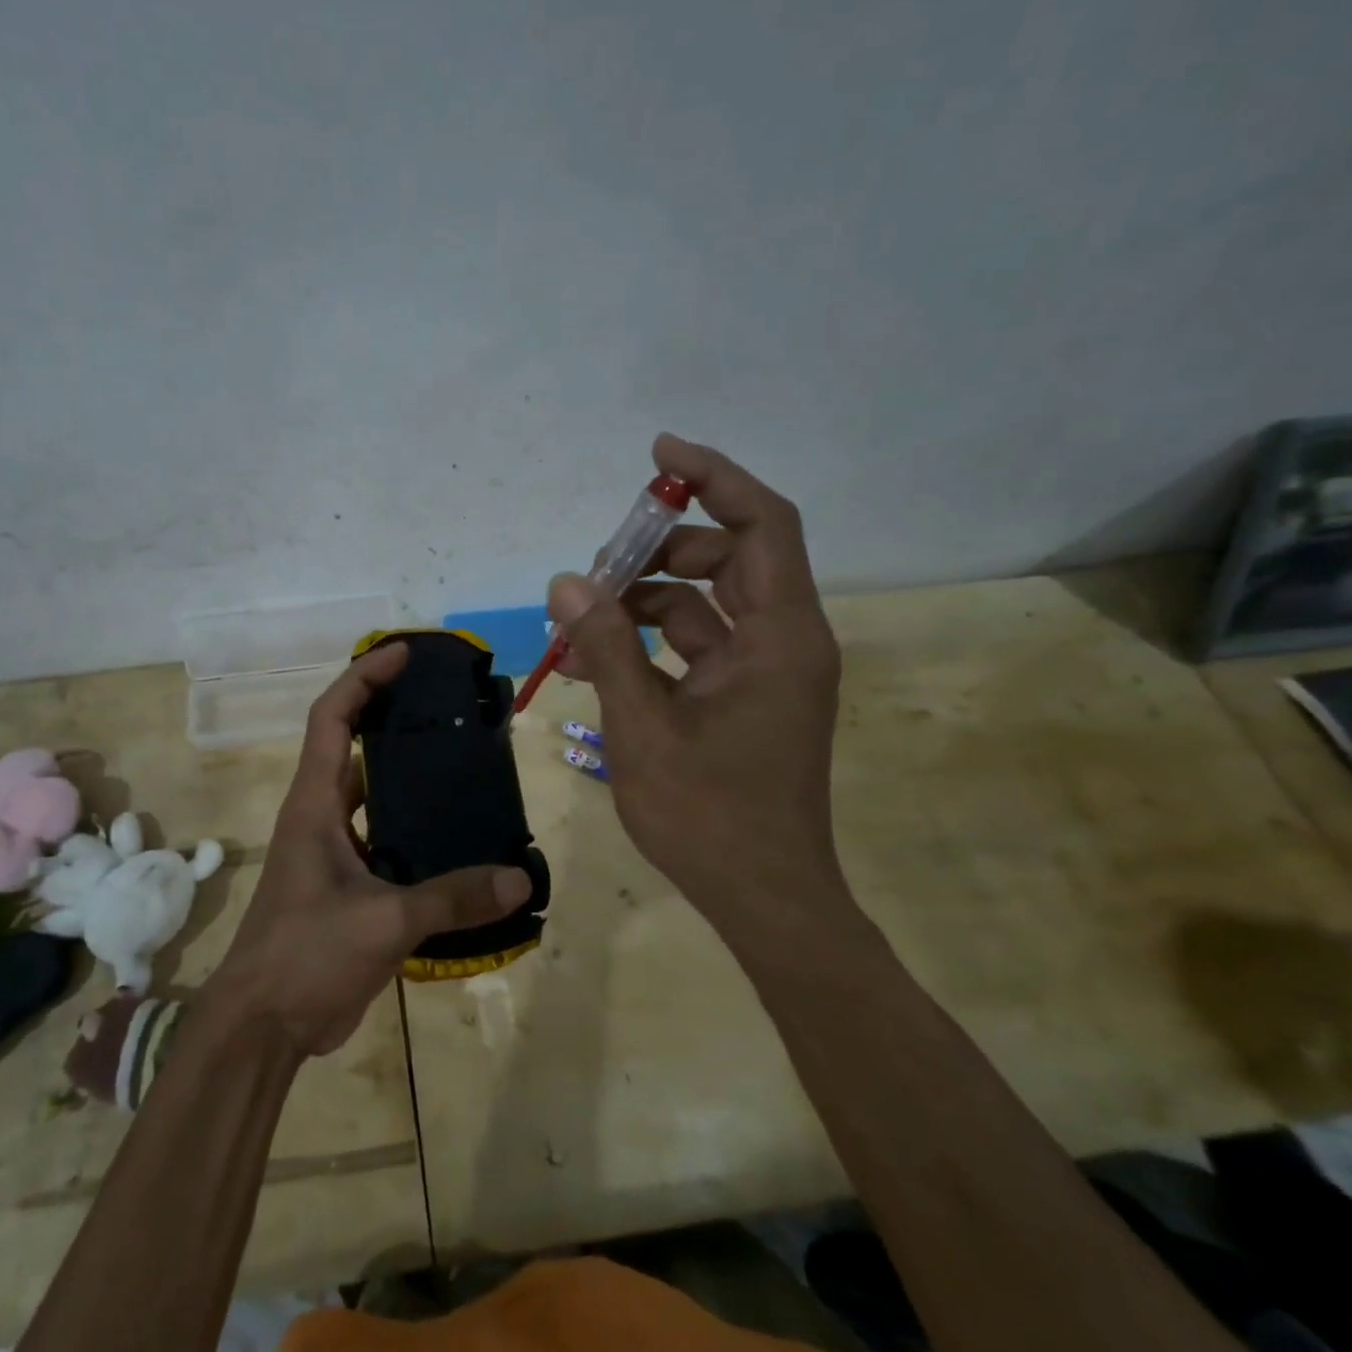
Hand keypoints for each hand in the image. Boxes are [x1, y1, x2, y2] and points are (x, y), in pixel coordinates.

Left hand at [205, 643, 531, 1057]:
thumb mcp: (383, 921)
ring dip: (407, 776)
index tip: (402, 654)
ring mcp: (332, 853)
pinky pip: (385, 841)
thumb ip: (452, 898)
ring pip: (371, 795)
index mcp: (314, 804)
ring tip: (463, 762)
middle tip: (447, 705)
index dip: (362, 678)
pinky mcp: (347, 886)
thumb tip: (519, 880)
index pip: (331, 718)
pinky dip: (415, 830)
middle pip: (352, 746)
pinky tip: (458, 837)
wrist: (262, 1026)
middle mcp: (320, 817)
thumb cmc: (305, 956)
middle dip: (392, 716)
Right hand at [548, 434, 844, 922]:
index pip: (762, 524)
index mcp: (780, 637)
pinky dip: (652, 645)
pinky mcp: (749, 699)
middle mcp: (785, 642)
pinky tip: (597, 662)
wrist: (765, 897)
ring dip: (646, 604)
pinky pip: (699, 648)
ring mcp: (768, 673)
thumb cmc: (708, 816)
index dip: (714, 477)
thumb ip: (605, 647)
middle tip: (597, 568)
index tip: (658, 454)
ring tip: (581, 624)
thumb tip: (566, 581)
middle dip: (661, 551)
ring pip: (707, 606)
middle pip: (729, 559)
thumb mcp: (643, 727)